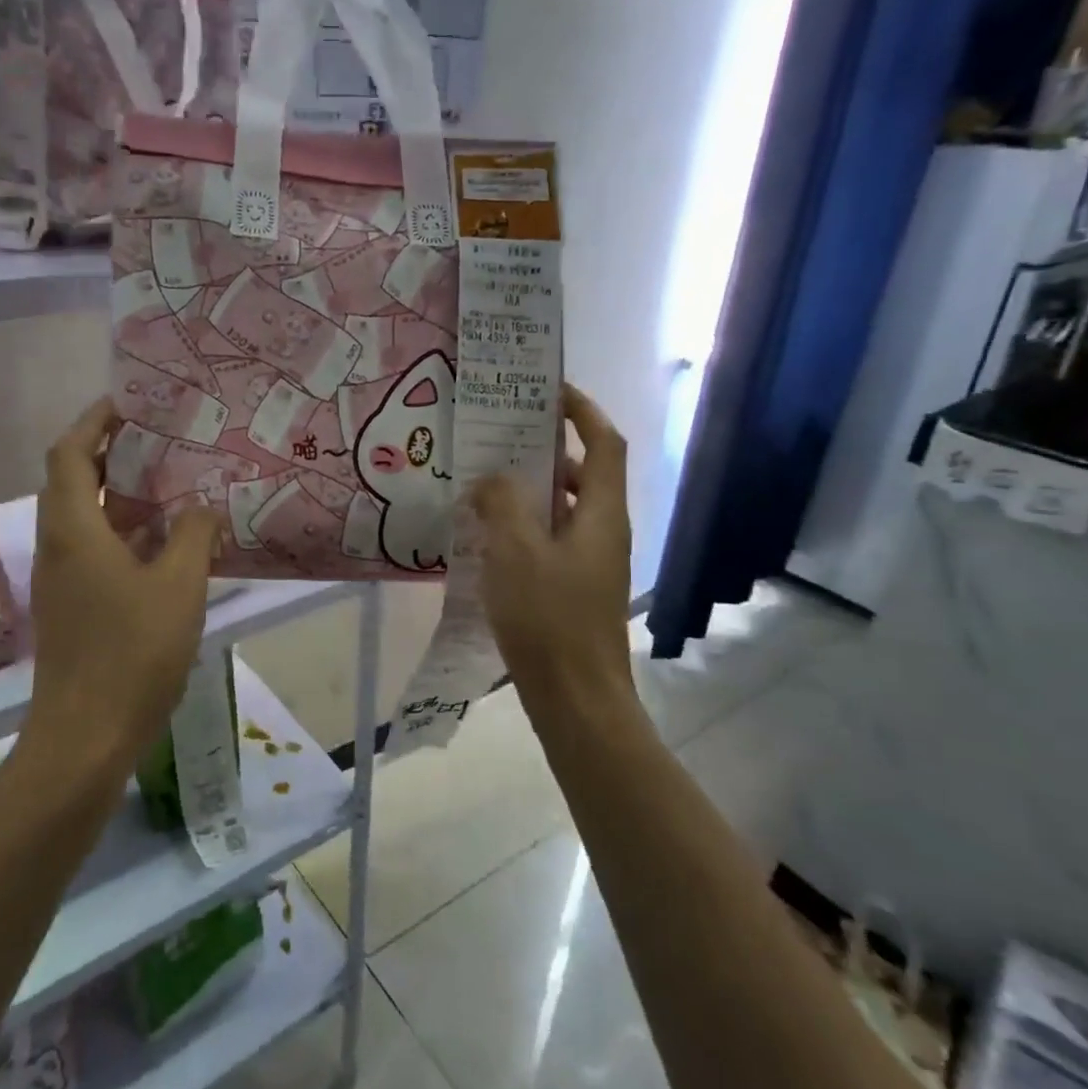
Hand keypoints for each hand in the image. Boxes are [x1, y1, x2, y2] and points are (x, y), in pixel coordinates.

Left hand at [22, 399, 220, 784]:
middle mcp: (60, 546)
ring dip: (125, 495)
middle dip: (114, 452)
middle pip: (74, 480)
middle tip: (164, 438)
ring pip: (89, 518)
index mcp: (74, 530)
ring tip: (176, 482)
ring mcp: (65, 580)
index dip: (95, 421)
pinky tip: (171, 543)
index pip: (69, 453)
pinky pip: (99, 550)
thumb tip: (202, 507)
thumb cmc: (131, 653)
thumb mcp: (178, 586)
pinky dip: (129, 533)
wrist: (86, 737)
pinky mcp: (76, 607)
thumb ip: (193, 535)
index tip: (131, 402)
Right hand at [471, 384, 633, 703]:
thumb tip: (491, 478)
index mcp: (600, 513)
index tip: (548, 390)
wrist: (577, 698)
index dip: (583, 410)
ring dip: (530, 489)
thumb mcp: (516, 551)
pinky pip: (550, 539)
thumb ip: (502, 504)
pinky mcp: (574, 588)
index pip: (604, 443)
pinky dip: (524, 525)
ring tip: (484, 480)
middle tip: (500, 435)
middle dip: (546, 449)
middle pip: (582, 473)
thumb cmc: (549, 618)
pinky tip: (486, 535)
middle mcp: (603, 530)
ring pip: (562, 509)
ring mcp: (590, 562)